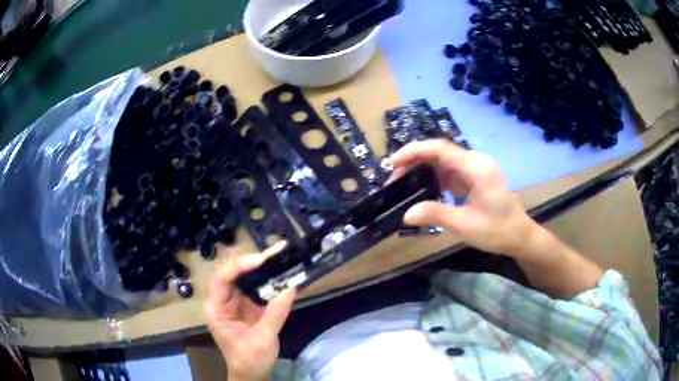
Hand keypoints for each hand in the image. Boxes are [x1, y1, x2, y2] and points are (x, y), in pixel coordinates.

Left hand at [204, 242, 295, 380]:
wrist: (251, 374)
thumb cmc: (249, 359)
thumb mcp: (263, 339)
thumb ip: (275, 313)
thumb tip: (291, 287)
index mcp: (216, 307)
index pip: (223, 278)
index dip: (240, 265)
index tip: (262, 259)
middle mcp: (222, 299)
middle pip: (233, 272)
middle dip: (253, 260)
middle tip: (276, 251)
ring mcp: (235, 301)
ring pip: (245, 276)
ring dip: (262, 266)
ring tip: (280, 255)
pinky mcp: (247, 305)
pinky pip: (256, 287)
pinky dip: (268, 279)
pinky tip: (281, 271)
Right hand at [391, 140, 537, 254]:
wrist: (519, 236)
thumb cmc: (497, 231)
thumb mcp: (465, 225)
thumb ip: (435, 215)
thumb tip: (406, 214)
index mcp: (476, 168)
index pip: (440, 149)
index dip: (414, 151)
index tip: (393, 162)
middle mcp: (476, 161)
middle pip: (440, 152)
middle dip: (415, 160)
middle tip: (394, 179)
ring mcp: (476, 168)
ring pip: (443, 160)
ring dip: (422, 168)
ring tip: (403, 183)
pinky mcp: (475, 177)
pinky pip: (450, 170)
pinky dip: (434, 176)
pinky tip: (422, 187)